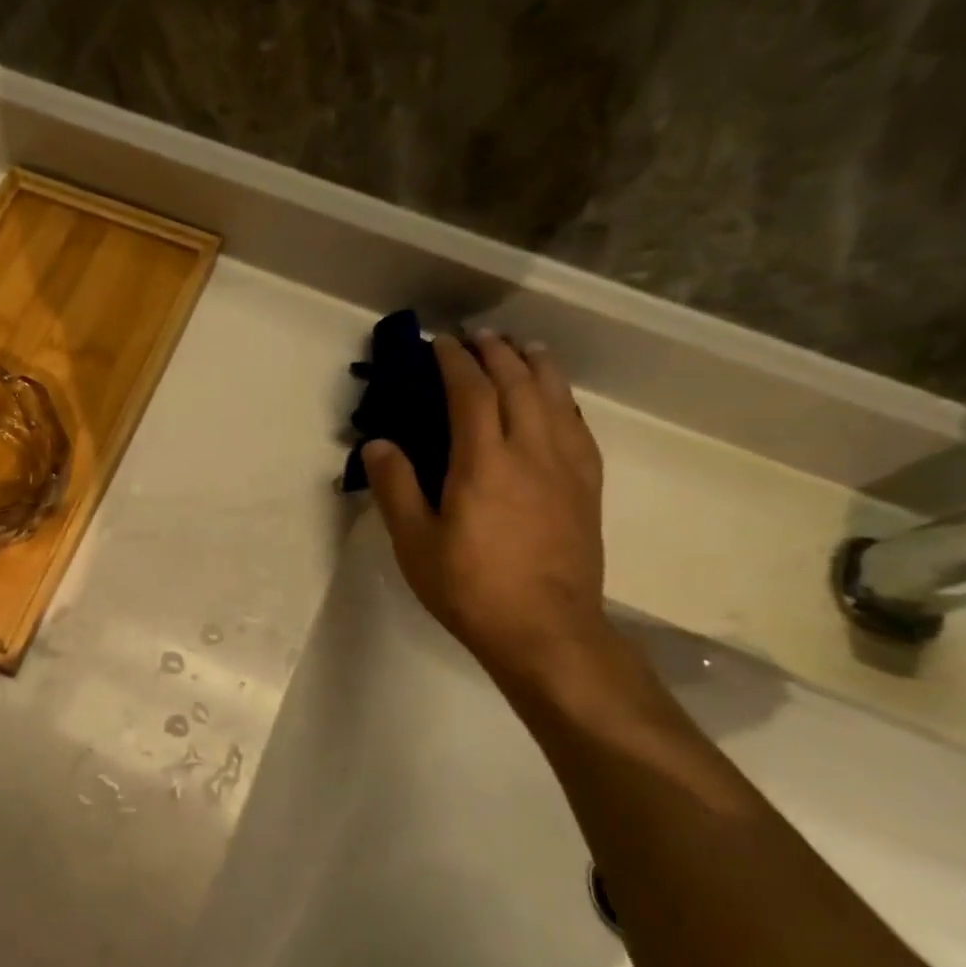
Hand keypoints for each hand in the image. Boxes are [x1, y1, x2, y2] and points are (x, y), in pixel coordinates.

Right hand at [362, 330, 606, 675]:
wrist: (545, 630)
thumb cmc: (469, 587)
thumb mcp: (414, 542)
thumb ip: (395, 487)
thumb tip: (378, 443)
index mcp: (483, 461)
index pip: (471, 391)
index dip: (454, 361)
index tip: (439, 343)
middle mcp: (530, 450)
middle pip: (518, 382)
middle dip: (497, 352)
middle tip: (477, 336)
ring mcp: (566, 466)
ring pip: (556, 396)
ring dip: (536, 364)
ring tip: (523, 347)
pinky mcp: (587, 486)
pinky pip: (578, 425)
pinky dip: (563, 398)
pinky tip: (557, 398)